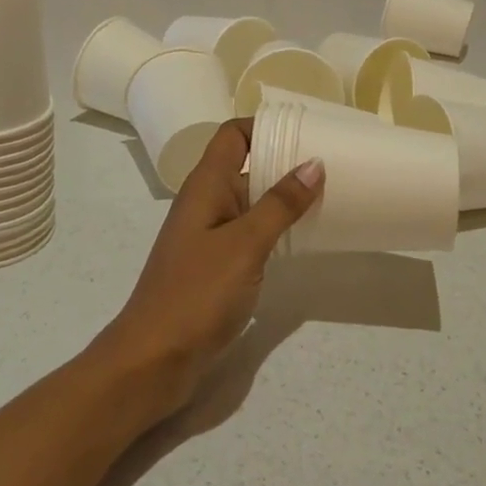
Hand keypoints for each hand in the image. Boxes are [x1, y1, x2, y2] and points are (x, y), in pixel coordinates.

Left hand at [97, 119, 322, 417]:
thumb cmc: (197, 293)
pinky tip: (302, 240)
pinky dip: (274, 230)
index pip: (233, 136)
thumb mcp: (245, 244)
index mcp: (205, 186)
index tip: (306, 132)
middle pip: (245, 167)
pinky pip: (248, 234)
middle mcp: (205, 203)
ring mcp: (209, 236)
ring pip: (250, 203)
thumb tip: (313, 164)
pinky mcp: (215, 266)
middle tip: (332, 165)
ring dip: (283, 199)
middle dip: (284, 163)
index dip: (265, 127)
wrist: (154, 359)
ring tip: (329, 198)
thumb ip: (279, 204)